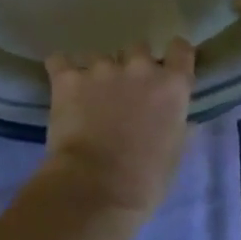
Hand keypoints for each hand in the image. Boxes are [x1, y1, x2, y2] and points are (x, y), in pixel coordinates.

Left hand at [42, 41, 195, 218]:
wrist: (94, 190)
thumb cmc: (144, 181)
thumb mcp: (174, 153)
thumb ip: (177, 124)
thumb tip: (180, 118)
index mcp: (171, 86)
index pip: (180, 49)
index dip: (173, 56)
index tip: (166, 67)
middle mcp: (139, 67)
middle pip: (138, 49)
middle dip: (131, 66)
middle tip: (123, 92)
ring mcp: (102, 68)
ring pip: (99, 57)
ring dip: (97, 73)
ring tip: (88, 98)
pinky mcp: (68, 77)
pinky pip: (60, 61)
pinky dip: (61, 70)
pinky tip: (61, 85)